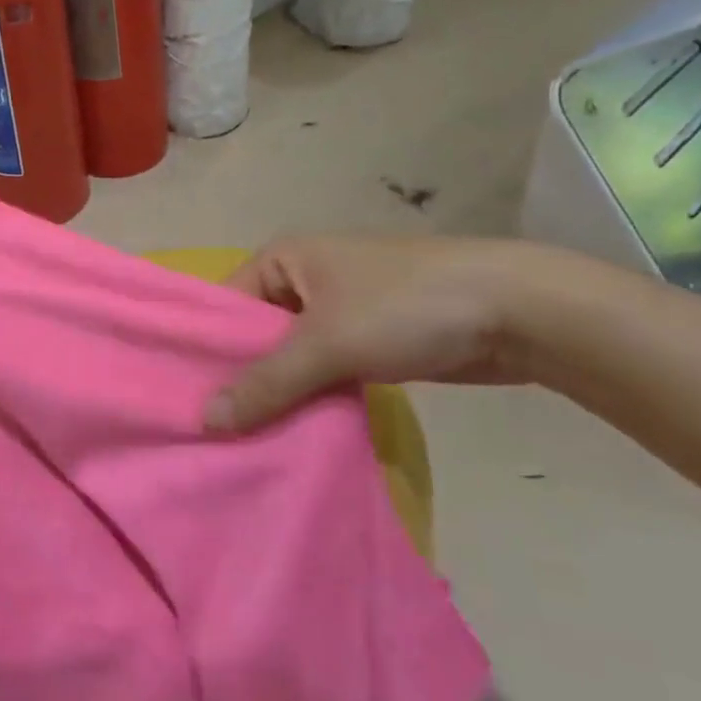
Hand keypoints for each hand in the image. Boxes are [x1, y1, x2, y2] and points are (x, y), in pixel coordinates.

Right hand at [205, 234, 541, 433]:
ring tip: (243, 442)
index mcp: (283, 259)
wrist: (517, 311)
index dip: (206, 351)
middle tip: (211, 432)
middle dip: (241, 380)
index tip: (184, 400)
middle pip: (255, 335)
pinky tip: (290, 435)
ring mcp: (338, 311)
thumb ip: (266, 383)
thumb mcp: (326, 344)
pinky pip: (322, 372)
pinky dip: (310, 398)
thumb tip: (205, 421)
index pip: (225, 306)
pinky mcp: (368, 341)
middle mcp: (303, 280)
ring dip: (277, 395)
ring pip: (290, 358)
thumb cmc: (405, 307)